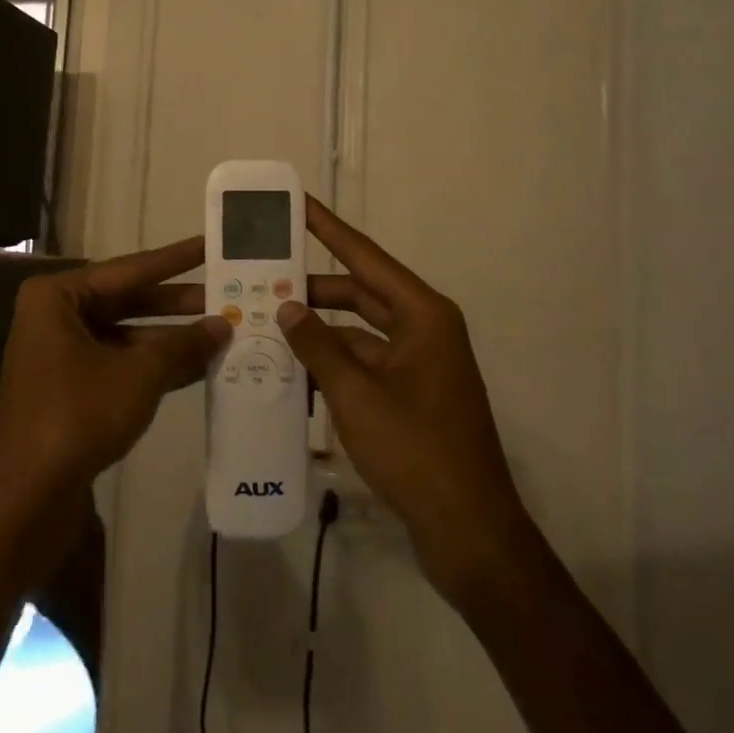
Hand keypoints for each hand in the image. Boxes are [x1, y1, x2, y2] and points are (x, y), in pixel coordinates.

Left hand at [0, 238, 231, 503]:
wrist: (29, 494)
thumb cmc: (79, 412)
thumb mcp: (139, 373)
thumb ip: (183, 345)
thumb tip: (223, 325)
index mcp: (58, 296)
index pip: (129, 269)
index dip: (175, 258)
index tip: (210, 243)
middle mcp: (56, 316)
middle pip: (128, 301)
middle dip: (178, 303)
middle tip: (227, 292)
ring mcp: (62, 354)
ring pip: (127, 335)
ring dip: (171, 338)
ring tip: (224, 330)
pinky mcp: (71, 388)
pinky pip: (120, 363)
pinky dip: (155, 365)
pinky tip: (200, 366)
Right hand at [277, 197, 530, 596]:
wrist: (468, 531)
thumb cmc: (416, 450)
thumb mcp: (356, 394)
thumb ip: (317, 344)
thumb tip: (287, 305)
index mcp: (423, 315)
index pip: (366, 257)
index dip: (329, 228)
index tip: (298, 202)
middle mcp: (424, 329)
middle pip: (360, 292)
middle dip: (313, 285)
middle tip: (265, 272)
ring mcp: (419, 364)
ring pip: (359, 330)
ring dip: (319, 328)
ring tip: (267, 320)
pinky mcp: (410, 394)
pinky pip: (364, 362)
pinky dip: (332, 362)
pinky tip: (291, 368)